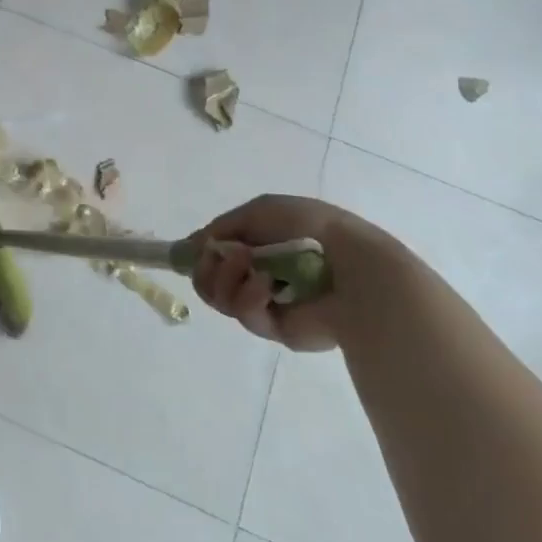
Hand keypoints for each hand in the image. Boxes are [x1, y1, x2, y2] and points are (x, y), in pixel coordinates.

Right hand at [189, 194, 411, 351]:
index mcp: (255, 245)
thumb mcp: (257, 211)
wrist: (351, 263)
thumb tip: (189, 246)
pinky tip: (267, 286)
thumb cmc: (307, 227)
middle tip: (219, 257)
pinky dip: (250, 298)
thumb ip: (220, 227)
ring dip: (227, 278)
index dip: (199, 255)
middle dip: (207, 268)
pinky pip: (246, 316)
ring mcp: (265, 303)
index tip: (190, 253)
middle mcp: (256, 274)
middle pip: (208, 281)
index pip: (212, 255)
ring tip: (252, 266)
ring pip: (221, 299)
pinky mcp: (276, 329)